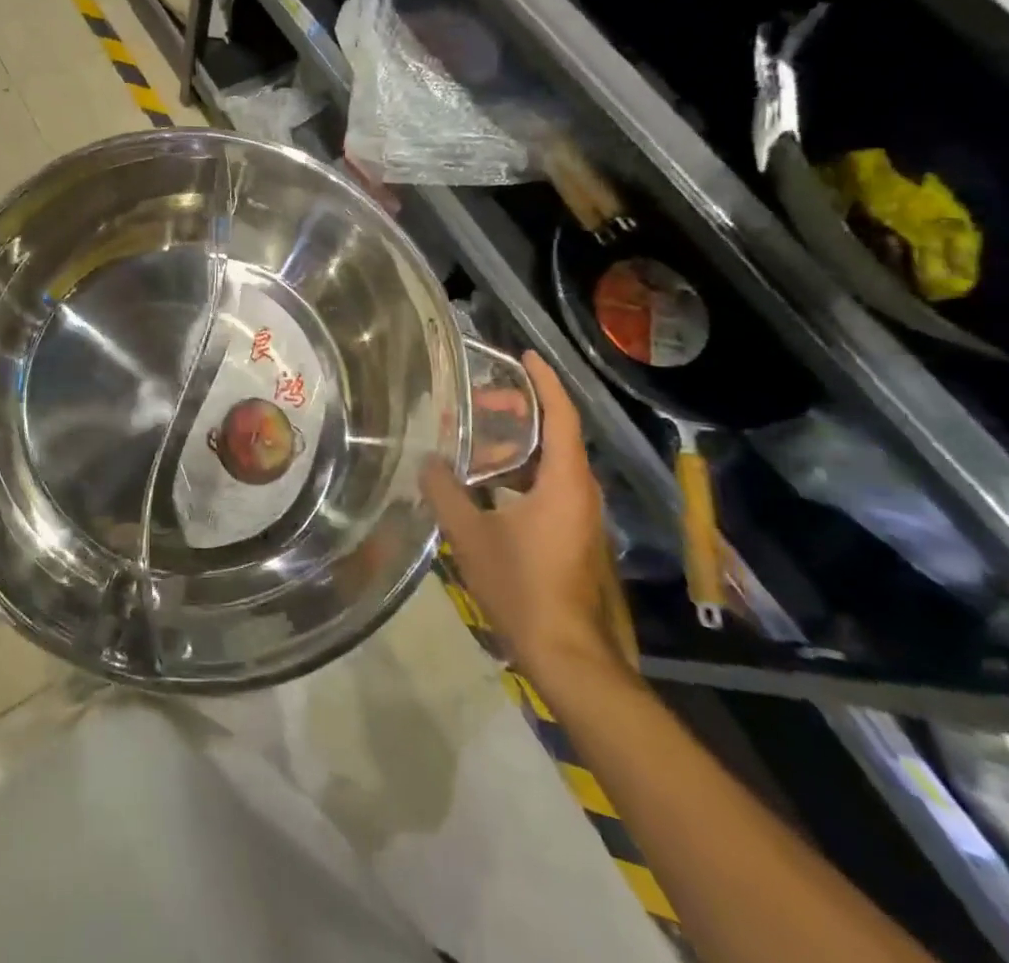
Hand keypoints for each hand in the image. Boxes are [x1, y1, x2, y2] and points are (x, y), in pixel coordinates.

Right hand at [421, 352, 616, 680]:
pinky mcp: (571, 534)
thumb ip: (446, 491)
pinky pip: (548, 485)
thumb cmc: (521, 585)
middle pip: (557, 434)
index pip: (561, 415)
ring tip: (475, 438)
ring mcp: (579, 515)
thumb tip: (428, 461)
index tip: (523, 356)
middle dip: (521, 410)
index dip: (544, 381)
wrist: (564, 652)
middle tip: (480, 402)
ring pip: (551, 462)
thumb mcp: (471, 534)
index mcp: (565, 481)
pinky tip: (485, 482)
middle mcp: (581, 491)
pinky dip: (520, 471)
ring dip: (518, 444)